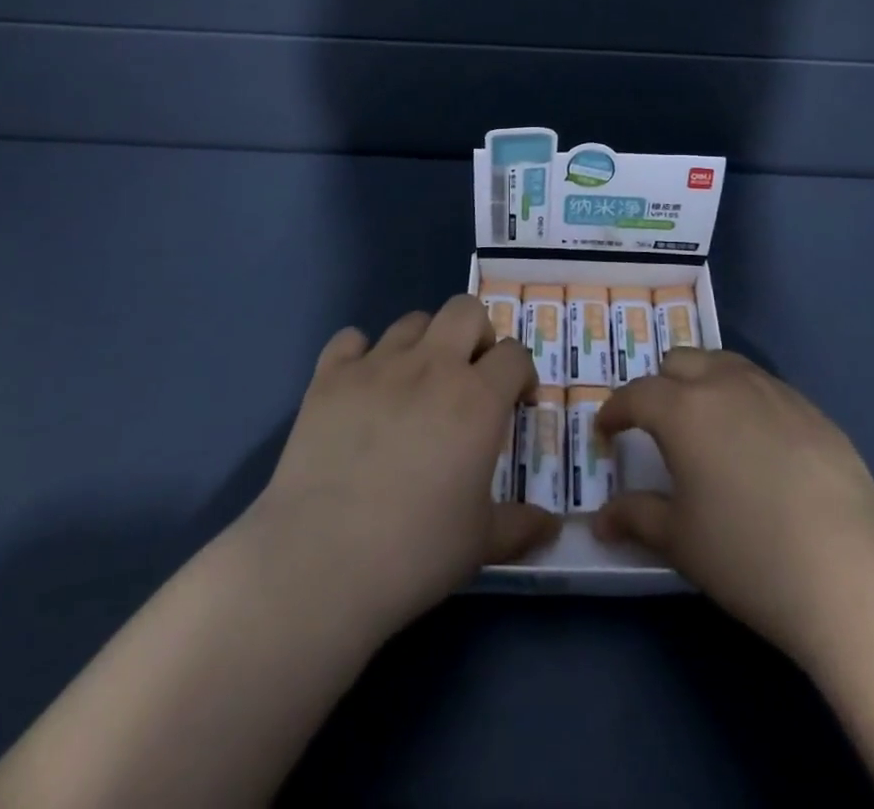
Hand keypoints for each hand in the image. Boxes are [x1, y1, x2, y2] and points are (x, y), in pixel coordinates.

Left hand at [243, 295, 558, 641]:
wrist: (320, 562)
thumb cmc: (414, 552)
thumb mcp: (480, 543)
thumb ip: (520, 526)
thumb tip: (553, 526)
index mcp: (478, 399)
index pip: (515, 354)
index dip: (522, 373)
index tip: (518, 401)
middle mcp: (432, 366)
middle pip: (466, 310)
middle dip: (477, 334)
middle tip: (471, 375)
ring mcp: (377, 365)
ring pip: (413, 320)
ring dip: (425, 342)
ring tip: (417, 381)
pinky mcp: (330, 377)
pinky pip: (351, 339)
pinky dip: (361, 353)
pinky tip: (361, 386)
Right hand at [593, 349, 873, 670]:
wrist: (850, 570)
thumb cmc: (748, 554)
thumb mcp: (680, 540)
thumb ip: (636, 517)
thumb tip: (600, 519)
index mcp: (684, 409)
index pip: (636, 394)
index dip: (614, 411)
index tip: (606, 431)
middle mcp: (726, 384)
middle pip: (680, 361)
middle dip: (660, 386)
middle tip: (657, 426)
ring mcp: (774, 391)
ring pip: (724, 364)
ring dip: (703, 383)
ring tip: (705, 425)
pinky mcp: (811, 408)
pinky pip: (763, 387)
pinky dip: (744, 399)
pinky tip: (757, 444)